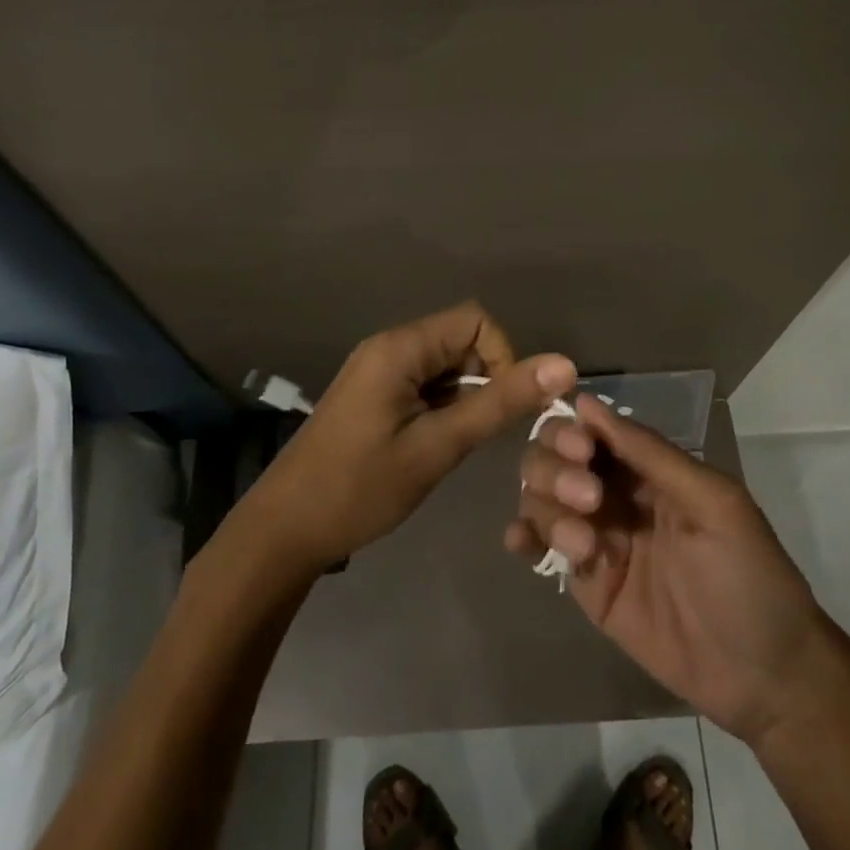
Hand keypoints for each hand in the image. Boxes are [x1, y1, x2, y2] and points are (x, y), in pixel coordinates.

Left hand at [245, 302, 576, 573]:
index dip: (503, 356)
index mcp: (400, 347)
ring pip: (445, 365)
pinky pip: (424, 383)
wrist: (285, 529)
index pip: (476, 320)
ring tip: (449, 445)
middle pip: (461, 340)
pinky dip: (442, 407)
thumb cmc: (361, 488)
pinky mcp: (373, 392)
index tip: (500, 408)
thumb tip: (564, 365)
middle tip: (472, 434)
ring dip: (463, 397)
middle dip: (483, 380)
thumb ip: (500, 403)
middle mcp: (389, 346)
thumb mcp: (438, 446)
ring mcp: (378, 369)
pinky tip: (431, 445)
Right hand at [504, 395, 826, 745]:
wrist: (763, 677)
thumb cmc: (749, 576)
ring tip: (585, 546)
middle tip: (589, 499)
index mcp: (648, 468)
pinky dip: (523, 535)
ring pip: (541, 498)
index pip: (591, 430)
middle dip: (557, 469)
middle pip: (555, 458)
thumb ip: (651, 454)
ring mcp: (596, 537)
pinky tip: (521, 542)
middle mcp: (615, 494)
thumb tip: (587, 402)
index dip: (574, 431)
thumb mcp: (713, 503)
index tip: (580, 452)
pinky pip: (541, 546)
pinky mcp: (585, 582)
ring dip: (548, 508)